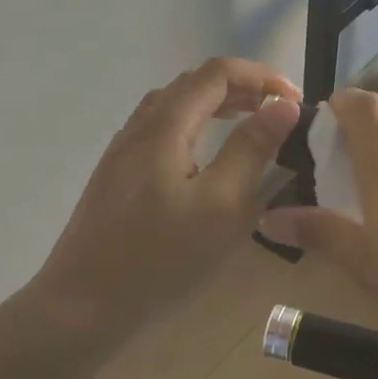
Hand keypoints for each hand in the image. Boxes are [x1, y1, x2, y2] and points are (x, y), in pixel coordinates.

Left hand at [28, 57, 301, 335]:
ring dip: (216, 105)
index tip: (295, 100)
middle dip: (241, 88)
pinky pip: (161, 130)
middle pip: (193, 83)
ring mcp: (123, 151)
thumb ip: (252, 149)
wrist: (81, 305)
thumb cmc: (159, 258)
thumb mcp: (221, 206)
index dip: (260, 76)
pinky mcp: (117, 175)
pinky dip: (195, 125)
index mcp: (165, 126)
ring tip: (249, 124)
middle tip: (279, 112)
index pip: (217, 73)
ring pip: (174, 106)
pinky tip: (206, 157)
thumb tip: (283, 105)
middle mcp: (139, 127)